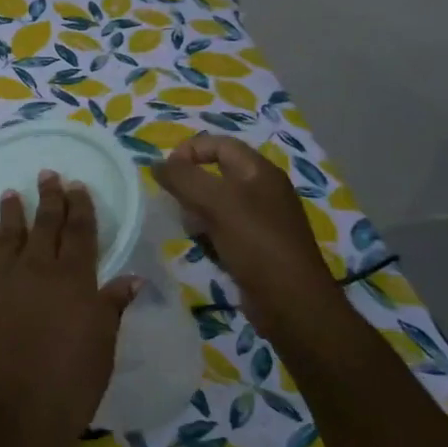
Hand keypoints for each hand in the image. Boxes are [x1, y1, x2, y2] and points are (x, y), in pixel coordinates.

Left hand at [0, 171, 138, 446]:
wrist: (4, 414)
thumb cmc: (65, 390)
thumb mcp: (100, 352)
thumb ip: (110, 309)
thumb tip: (129, 278)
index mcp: (74, 282)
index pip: (81, 234)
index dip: (81, 208)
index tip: (77, 186)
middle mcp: (37, 268)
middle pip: (45, 224)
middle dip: (50, 198)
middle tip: (49, 175)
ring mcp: (0, 277)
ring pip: (9, 233)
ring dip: (14, 211)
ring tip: (14, 193)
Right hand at [153, 133, 344, 338]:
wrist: (291, 302)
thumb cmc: (256, 243)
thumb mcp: (215, 203)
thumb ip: (182, 178)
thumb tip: (156, 164)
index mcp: (259, 171)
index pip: (218, 144)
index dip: (189, 151)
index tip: (166, 174)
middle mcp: (263, 189)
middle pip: (215, 173)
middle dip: (190, 186)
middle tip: (178, 205)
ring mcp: (261, 218)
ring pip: (215, 203)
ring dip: (196, 212)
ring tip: (193, 230)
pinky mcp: (256, 244)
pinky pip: (223, 228)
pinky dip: (208, 234)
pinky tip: (205, 248)